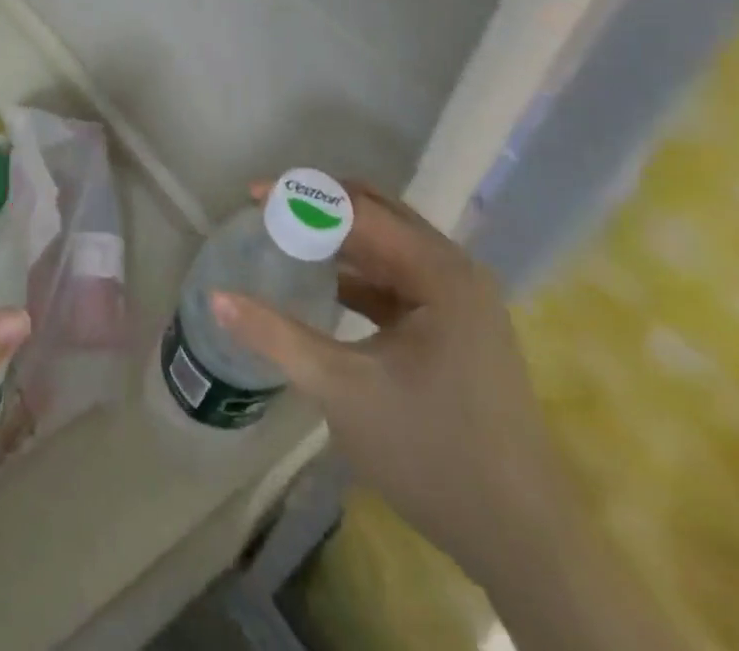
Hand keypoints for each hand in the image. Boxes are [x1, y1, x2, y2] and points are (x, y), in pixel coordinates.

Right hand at [210, 181, 569, 588]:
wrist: (523, 541)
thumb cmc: (433, 453)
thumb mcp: (343, 391)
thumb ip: (277, 337)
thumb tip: (215, 298)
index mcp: (439, 272)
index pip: (359, 210)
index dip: (302, 197)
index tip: (251, 196)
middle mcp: (455, 271)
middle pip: (379, 214)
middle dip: (321, 207)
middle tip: (267, 212)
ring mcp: (460, 299)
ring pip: (389, 246)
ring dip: (339, 238)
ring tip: (286, 239)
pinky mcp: (457, 327)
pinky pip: (399, 279)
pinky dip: (359, 273)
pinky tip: (324, 284)